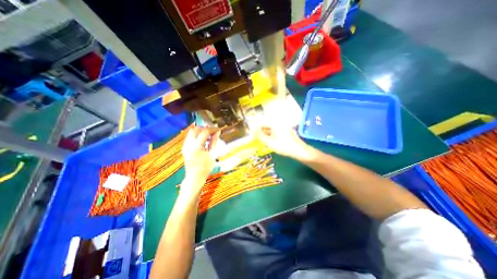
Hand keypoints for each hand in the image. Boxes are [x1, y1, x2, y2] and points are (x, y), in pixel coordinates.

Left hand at [182, 126, 219, 187]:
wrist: (195, 177)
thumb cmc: (205, 168)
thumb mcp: (212, 154)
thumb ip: (214, 142)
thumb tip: (217, 133)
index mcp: (196, 146)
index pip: (204, 132)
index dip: (212, 129)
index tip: (218, 130)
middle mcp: (188, 144)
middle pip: (196, 129)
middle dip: (205, 128)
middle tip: (213, 131)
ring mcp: (185, 146)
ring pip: (191, 132)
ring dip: (200, 131)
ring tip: (209, 135)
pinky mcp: (184, 148)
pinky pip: (190, 137)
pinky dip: (197, 135)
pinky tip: (203, 140)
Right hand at [256, 125, 308, 159]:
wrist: (299, 150)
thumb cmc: (283, 146)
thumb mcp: (269, 142)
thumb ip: (260, 136)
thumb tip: (254, 131)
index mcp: (274, 123)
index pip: (261, 122)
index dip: (255, 128)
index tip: (251, 133)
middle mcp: (279, 123)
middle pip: (266, 125)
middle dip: (260, 130)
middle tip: (256, 137)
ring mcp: (283, 126)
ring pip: (271, 128)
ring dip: (265, 133)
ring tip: (261, 139)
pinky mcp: (286, 131)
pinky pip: (276, 131)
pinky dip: (271, 134)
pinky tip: (269, 140)